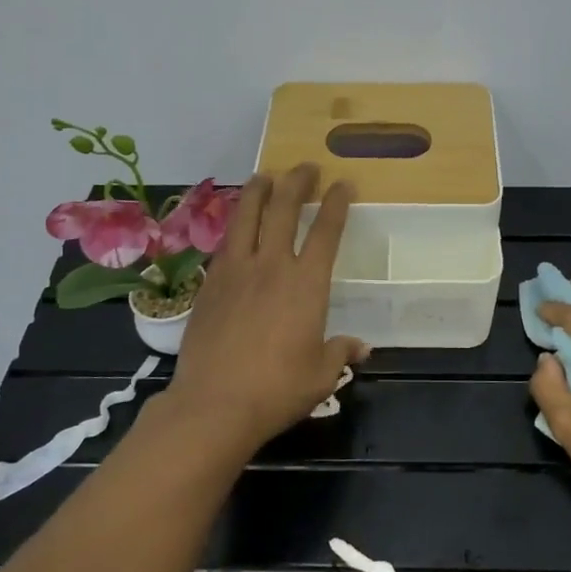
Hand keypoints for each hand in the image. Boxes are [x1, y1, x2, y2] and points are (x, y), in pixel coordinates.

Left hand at [151, 163, 367, 457]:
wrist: (214, 404)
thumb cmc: (277, 390)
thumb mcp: (320, 375)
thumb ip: (340, 352)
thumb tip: (360, 347)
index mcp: (306, 284)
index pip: (325, 231)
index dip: (336, 203)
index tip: (343, 183)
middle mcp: (271, 266)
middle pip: (283, 209)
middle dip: (297, 182)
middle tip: (306, 167)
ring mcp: (236, 271)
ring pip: (247, 216)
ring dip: (259, 190)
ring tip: (265, 175)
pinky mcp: (210, 283)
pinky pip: (225, 241)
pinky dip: (235, 224)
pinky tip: (237, 223)